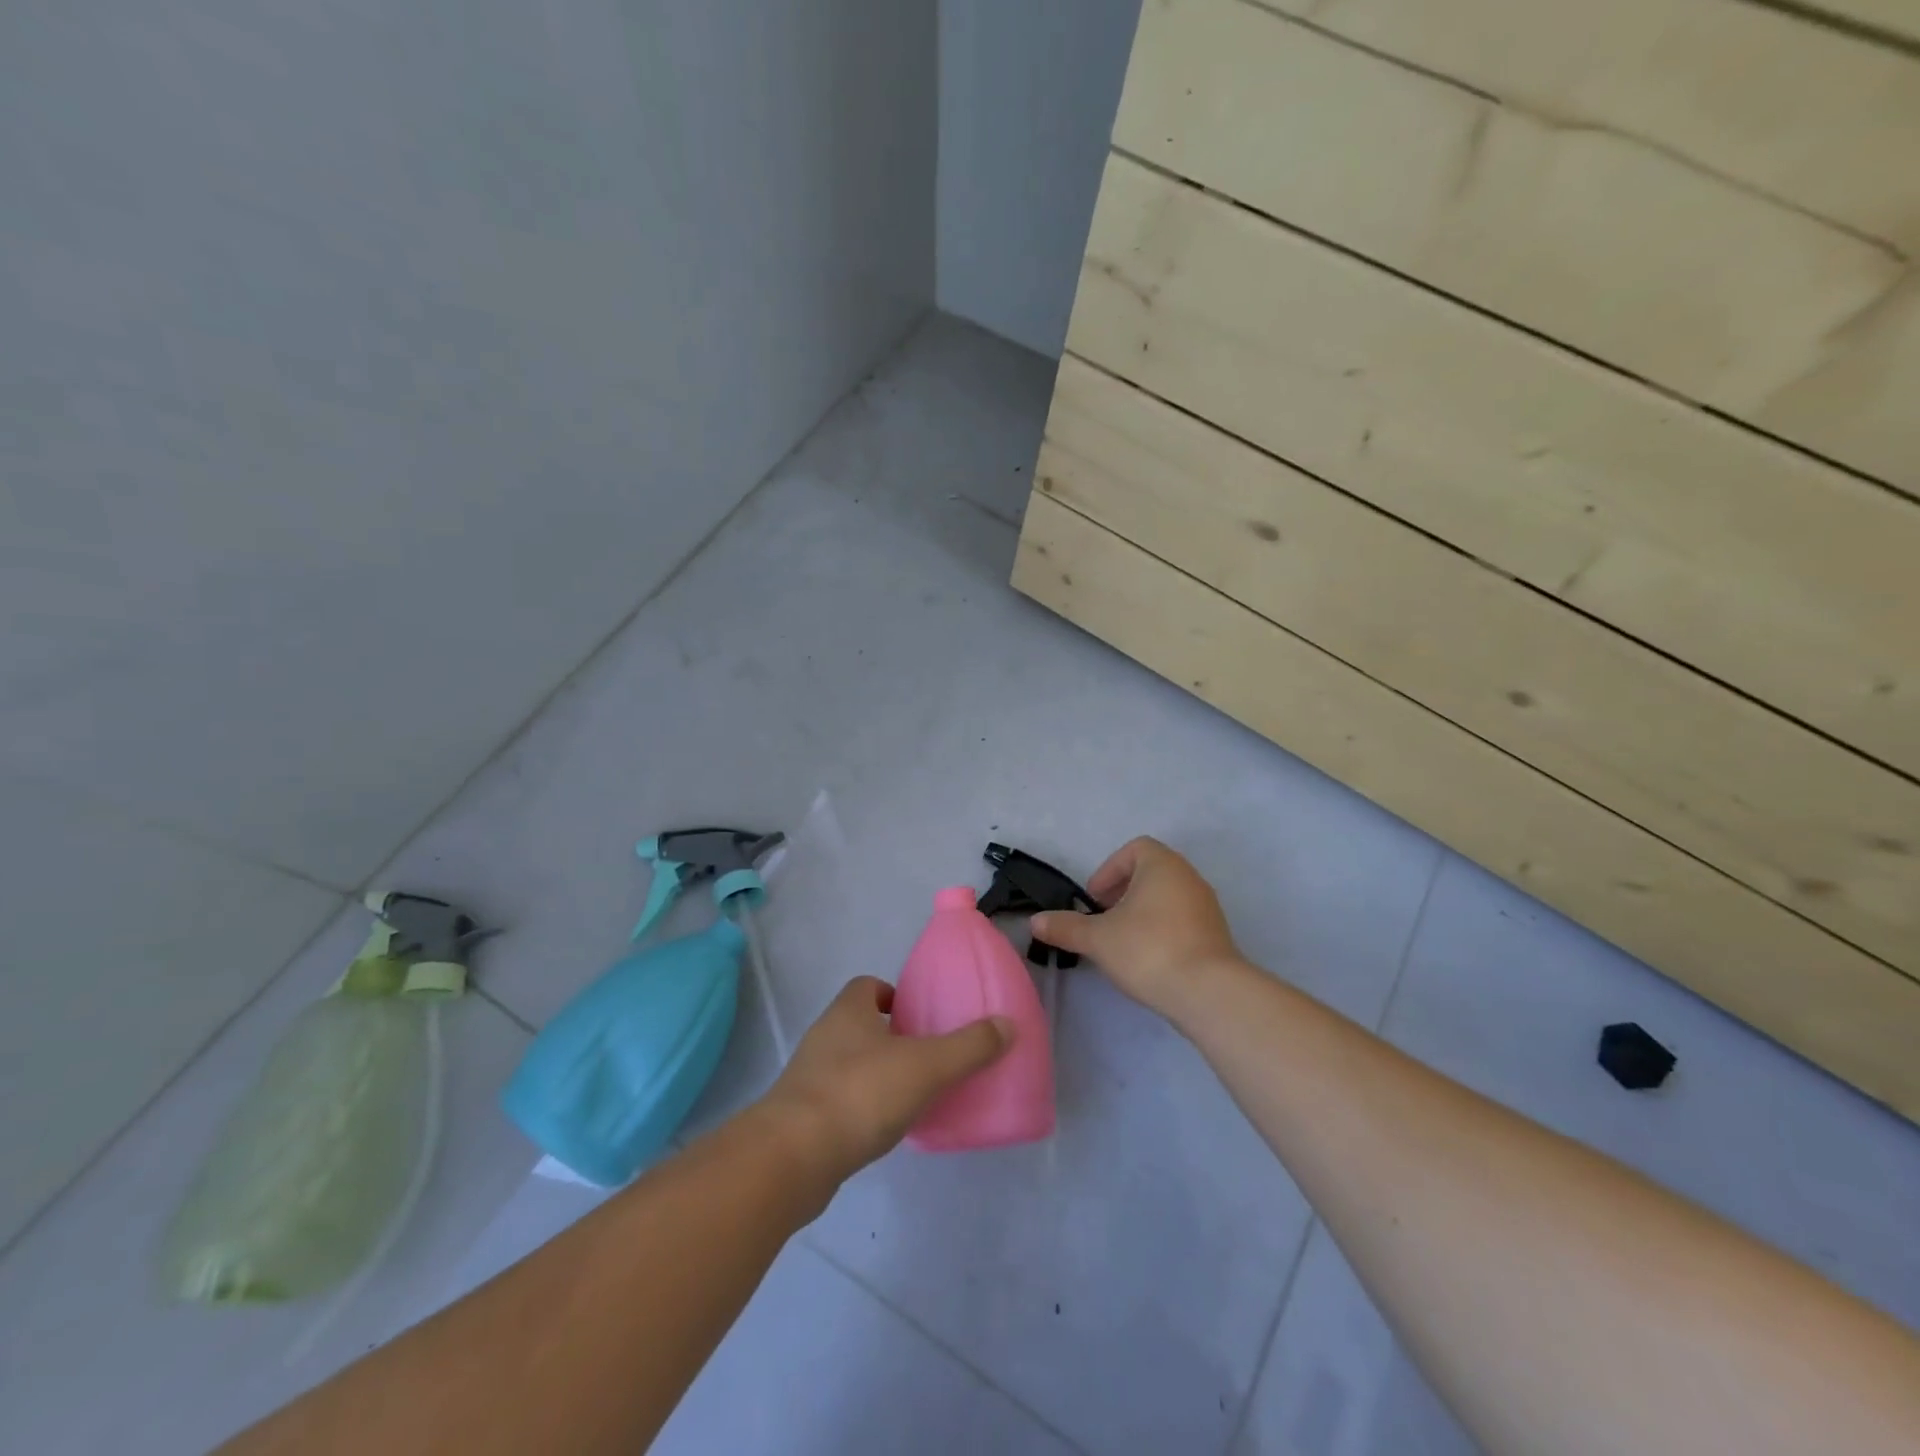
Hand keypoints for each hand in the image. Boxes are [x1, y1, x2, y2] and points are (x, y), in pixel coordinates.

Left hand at [761, 977, 1011, 1181]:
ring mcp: (807, 1078)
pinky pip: (838, 1102)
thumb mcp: (926, 1066)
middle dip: (889, 1037)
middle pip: (859, 1024)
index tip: (919, 1015)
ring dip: (875, 1075)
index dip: (892, 994)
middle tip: (927, 1057)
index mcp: (848, 1011)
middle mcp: (824, 1036)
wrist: (791, 1158)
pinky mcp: (800, 1119)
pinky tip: (883, 1130)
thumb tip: (1007, 1025)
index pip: (867, 986)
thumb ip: (968, 1047)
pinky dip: (860, 1109)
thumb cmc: (860, 1093)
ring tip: (911, 1096)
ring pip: (848, 1064)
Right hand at [1030, 836, 1242, 1017]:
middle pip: (1150, 872)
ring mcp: (1207, 906)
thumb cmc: (1149, 950)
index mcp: (1162, 865)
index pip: (1134, 849)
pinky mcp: (1216, 935)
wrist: (1209, 993)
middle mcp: (1189, 877)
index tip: (1094, 899)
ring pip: (1167, 897)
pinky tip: (1148, 959)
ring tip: (1122, 942)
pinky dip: (1161, 930)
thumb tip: (1035, 922)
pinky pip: (1182, 920)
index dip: (1109, 870)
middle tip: (1103, 919)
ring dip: (1141, 912)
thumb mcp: (1098, 938)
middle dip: (1122, 892)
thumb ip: (1066, 927)